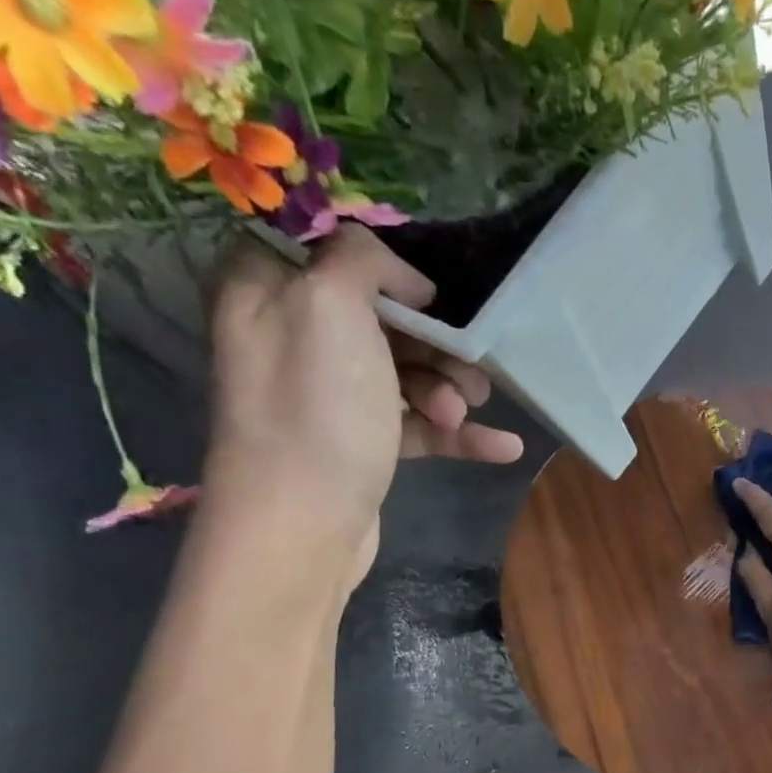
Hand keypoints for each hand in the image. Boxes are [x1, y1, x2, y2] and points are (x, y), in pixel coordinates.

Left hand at [205, 227, 524, 590]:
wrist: (303, 522)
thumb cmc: (316, 407)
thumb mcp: (331, 304)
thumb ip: (362, 258)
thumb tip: (404, 276)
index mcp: (268, 288)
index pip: (330, 250)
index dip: (386, 267)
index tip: (431, 294)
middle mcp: (294, 336)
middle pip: (382, 317)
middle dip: (435, 342)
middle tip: (469, 366)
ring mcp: (330, 395)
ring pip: (406, 373)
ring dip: (449, 389)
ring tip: (466, 412)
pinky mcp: (361, 443)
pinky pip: (417, 425)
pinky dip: (458, 435)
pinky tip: (504, 447)